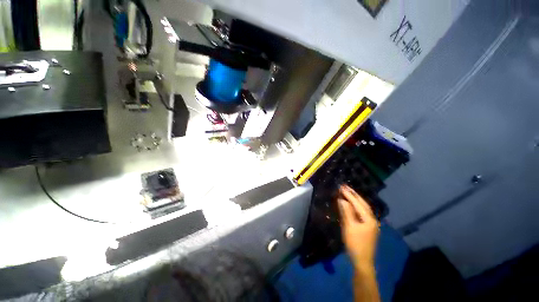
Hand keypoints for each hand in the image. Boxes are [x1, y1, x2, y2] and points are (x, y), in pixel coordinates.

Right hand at [337, 185, 379, 269]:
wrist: (362, 261)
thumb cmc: (355, 243)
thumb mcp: (349, 227)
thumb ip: (346, 212)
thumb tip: (342, 199)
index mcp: (369, 218)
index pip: (357, 203)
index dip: (349, 194)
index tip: (341, 186)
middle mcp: (372, 219)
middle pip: (363, 203)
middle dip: (353, 194)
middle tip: (345, 186)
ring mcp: (371, 223)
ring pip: (363, 207)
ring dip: (355, 199)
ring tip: (348, 192)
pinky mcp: (368, 227)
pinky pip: (362, 212)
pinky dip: (356, 206)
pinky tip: (352, 204)